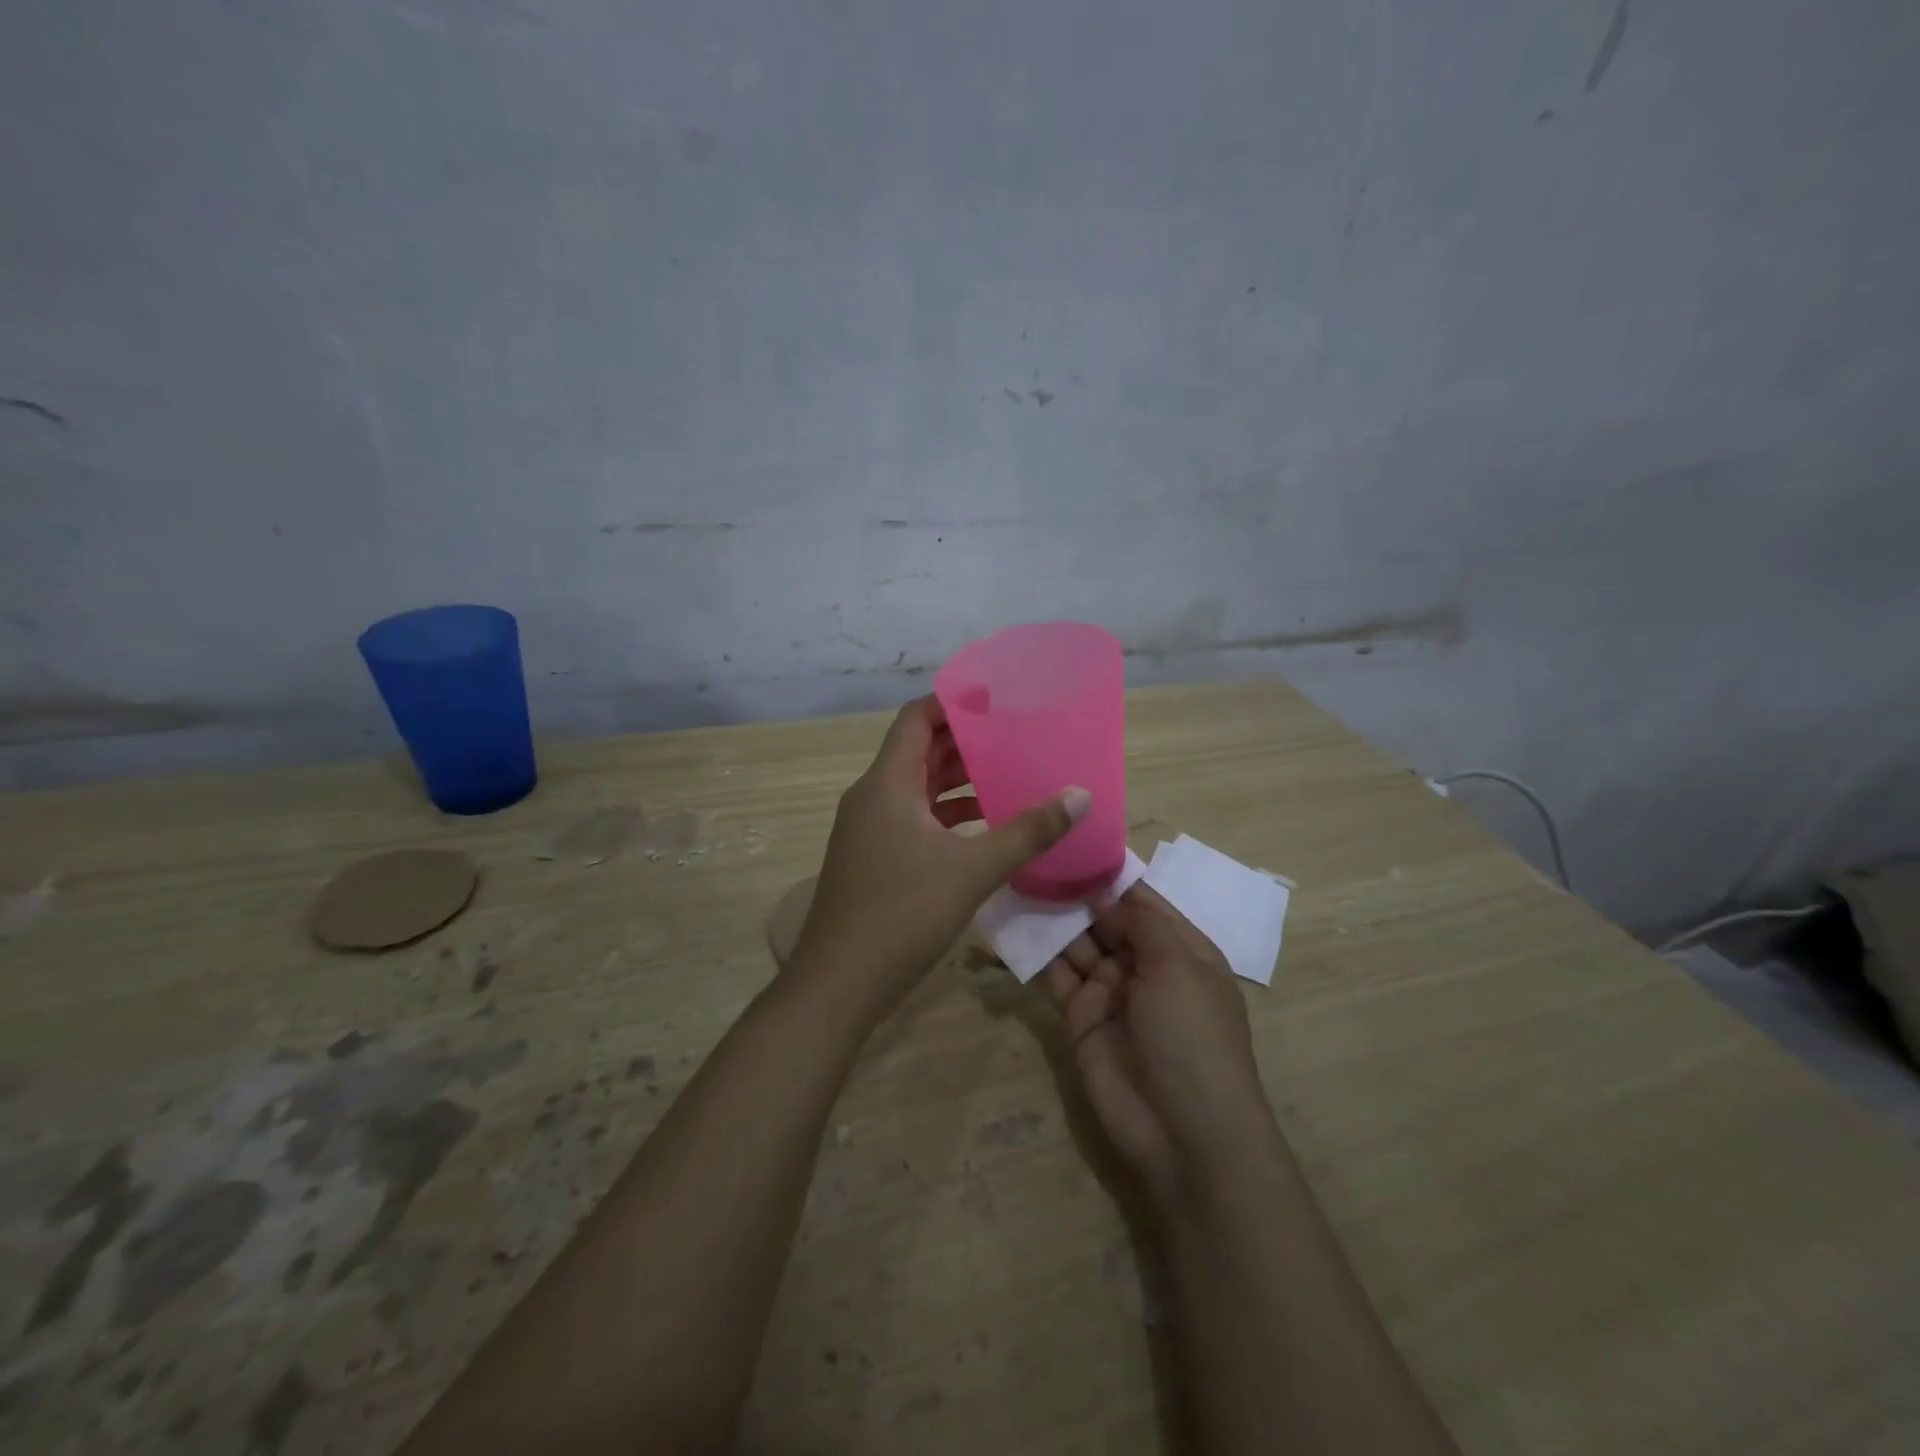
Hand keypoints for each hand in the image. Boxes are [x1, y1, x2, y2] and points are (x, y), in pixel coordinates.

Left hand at [790, 696, 1088, 1015]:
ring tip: (1007, 774)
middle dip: (964, 741)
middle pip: (919, 750)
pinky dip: (946, 814)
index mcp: (887, 783)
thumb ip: (1027, 832)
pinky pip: (913, 818)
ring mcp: (869, 829)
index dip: (953, 702)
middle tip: (1014, 735)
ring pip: (917, 787)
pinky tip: (983, 826)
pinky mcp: (873, 857)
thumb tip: (1079, 796)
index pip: (916, 718)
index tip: (997, 699)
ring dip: (957, 780)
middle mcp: (872, 797)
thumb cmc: (902, 914)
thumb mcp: (972, 870)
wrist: (839, 983)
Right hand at [1042, 882, 1276, 1206]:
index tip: (1073, 844)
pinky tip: (1014, 926)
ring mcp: (1111, 993)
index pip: (1143, 900)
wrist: (1184, 1133)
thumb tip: (1103, 893)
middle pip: (1105, 919)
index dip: (1111, 875)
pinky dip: (1038, 955)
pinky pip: (1057, 978)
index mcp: (1181, 949)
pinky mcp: (1080, 1019)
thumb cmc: (1193, 1037)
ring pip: (1077, 945)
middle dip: (1075, 893)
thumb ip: (1140, 922)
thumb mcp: (1178, 966)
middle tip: (1034, 859)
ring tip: (1018, 882)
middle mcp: (1145, 965)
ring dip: (1053, 920)